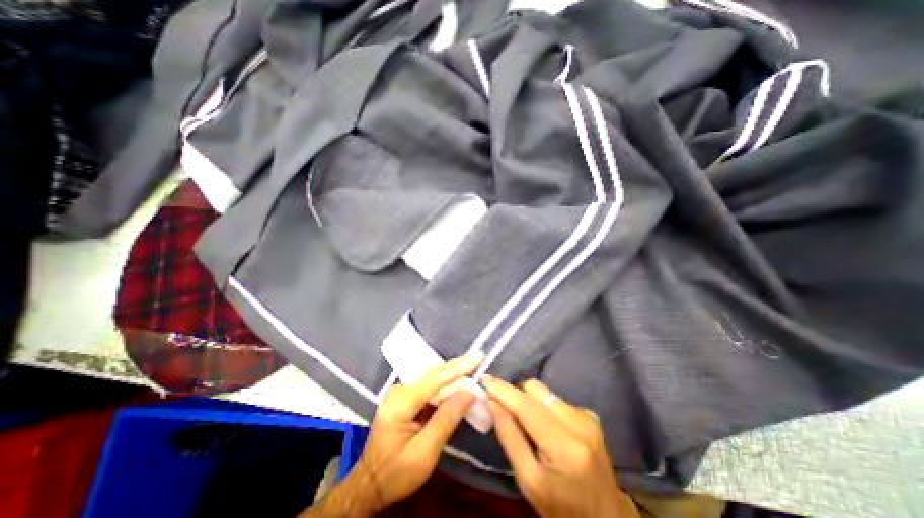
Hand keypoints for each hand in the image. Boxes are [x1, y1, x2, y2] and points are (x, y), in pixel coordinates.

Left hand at [302, 355, 484, 514]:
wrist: (369, 486)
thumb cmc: (395, 474)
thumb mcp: (424, 453)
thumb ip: (446, 419)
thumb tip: (469, 392)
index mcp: (400, 403)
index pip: (435, 379)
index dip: (459, 367)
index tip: (478, 356)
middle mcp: (399, 391)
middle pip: (434, 375)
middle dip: (458, 369)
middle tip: (479, 362)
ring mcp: (400, 392)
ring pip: (432, 379)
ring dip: (453, 377)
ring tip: (473, 371)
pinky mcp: (404, 397)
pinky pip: (429, 387)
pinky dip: (445, 387)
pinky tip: (458, 387)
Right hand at [485, 376, 635, 517]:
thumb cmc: (561, 508)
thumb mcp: (528, 481)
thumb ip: (509, 437)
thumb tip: (492, 402)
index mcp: (565, 447)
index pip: (526, 407)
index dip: (503, 390)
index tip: (484, 379)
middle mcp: (579, 423)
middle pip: (535, 389)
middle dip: (516, 395)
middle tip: (503, 408)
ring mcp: (588, 417)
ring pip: (544, 392)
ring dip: (529, 401)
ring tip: (526, 422)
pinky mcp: (590, 414)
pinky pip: (555, 399)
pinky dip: (543, 407)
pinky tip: (545, 427)